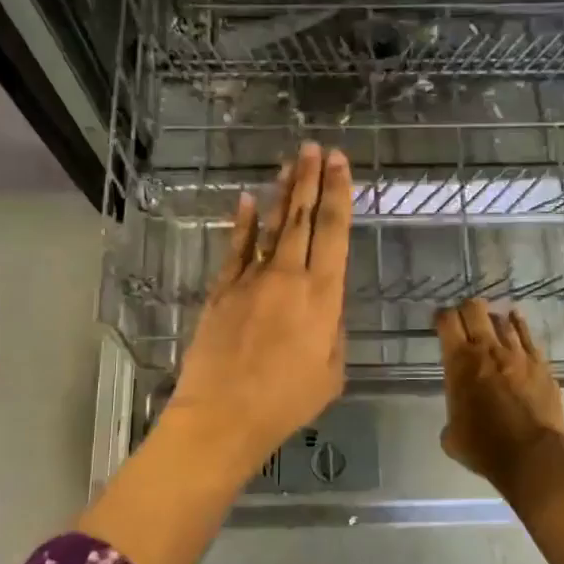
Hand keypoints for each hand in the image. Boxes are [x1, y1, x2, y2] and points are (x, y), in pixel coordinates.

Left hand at [163, 143, 351, 476]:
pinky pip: (235, 248)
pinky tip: (246, 199)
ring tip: (291, 162)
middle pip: (303, 218)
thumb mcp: (331, 372)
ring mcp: (251, 279)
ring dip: (282, 192)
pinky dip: (242, 222)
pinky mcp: (222, 289)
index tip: (341, 163)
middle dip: (312, 179)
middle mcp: (289, 276)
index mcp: (323, 296)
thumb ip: (333, 331)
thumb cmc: (286, 402)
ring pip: (270, 225)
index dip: (339, 193)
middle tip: (316, 147)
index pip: (335, 232)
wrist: (223, 415)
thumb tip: (327, 306)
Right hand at [434, 300, 563, 487]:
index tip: (439, 321)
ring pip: (502, 319)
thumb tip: (458, 423)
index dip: (441, 316)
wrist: (534, 455)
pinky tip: (515, 320)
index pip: (446, 321)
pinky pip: (527, 334)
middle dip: (466, 309)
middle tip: (464, 318)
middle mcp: (486, 349)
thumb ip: (452, 420)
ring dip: (492, 319)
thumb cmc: (486, 447)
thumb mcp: (453, 438)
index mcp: (459, 362)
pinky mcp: (540, 363)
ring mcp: (517, 353)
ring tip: (490, 323)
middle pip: (474, 309)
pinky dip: (518, 324)